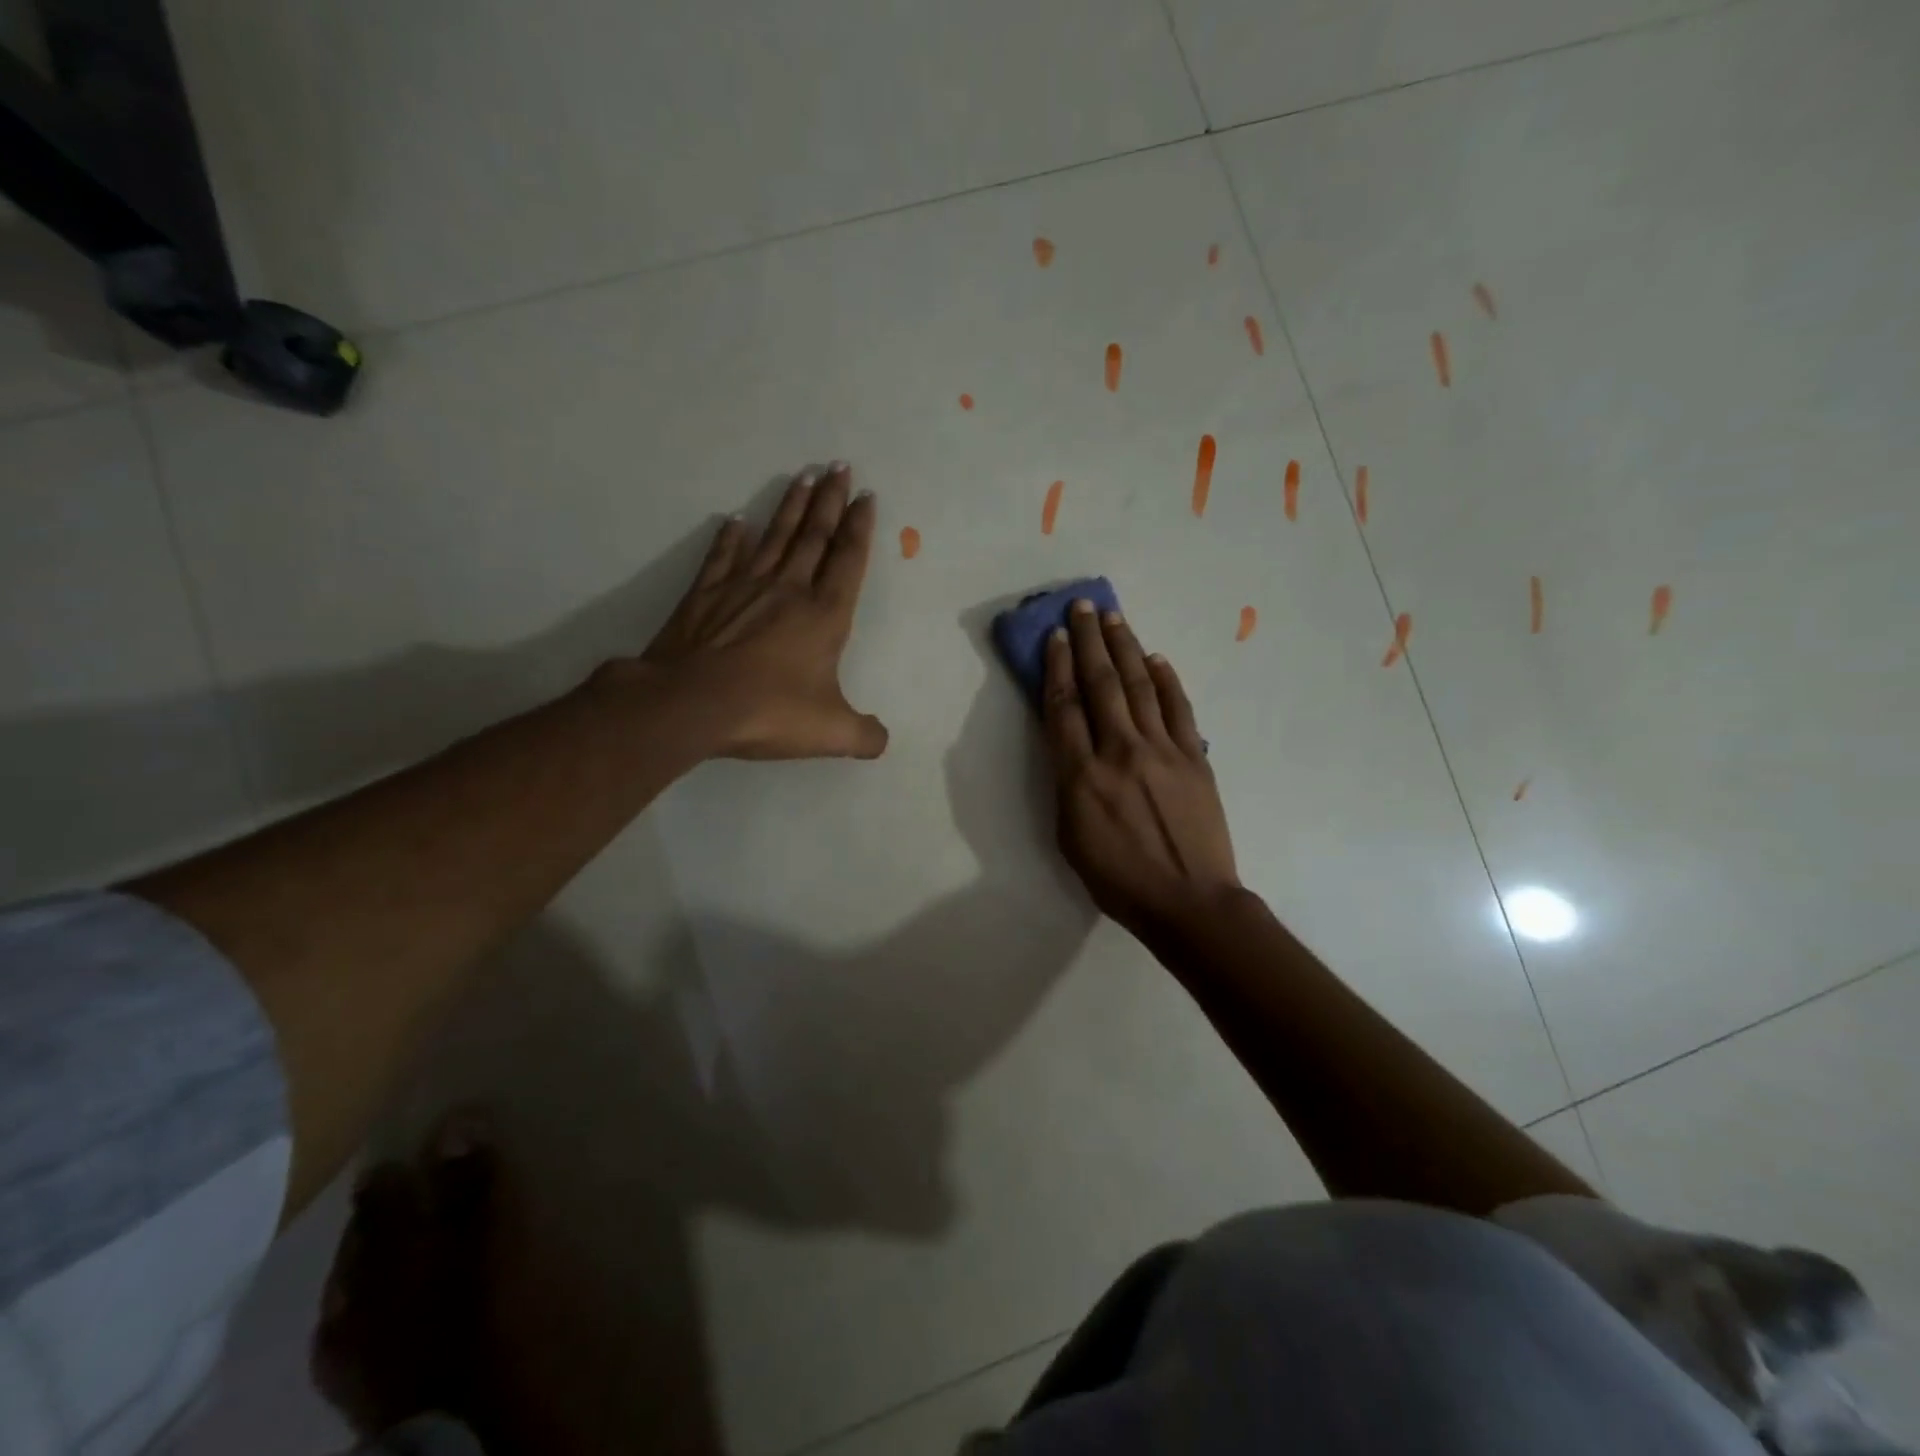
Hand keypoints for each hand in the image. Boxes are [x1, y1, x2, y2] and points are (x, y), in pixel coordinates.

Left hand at [639, 463, 887, 759]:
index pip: (848, 560)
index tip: (867, 496)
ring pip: (774, 537)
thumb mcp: (830, 732)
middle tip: (840, 466)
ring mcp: (744, 588)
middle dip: (831, 501)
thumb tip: (881, 741)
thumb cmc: (768, 711)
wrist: (692, 704)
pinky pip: (723, 558)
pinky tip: (735, 521)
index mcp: (823, 615)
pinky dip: (730, 539)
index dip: (861, 528)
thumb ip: (864, 735)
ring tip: (804, 476)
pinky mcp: (706, 596)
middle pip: (814, 536)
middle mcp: (788, 590)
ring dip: (791, 507)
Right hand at [1042, 600, 1239, 938]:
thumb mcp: (1070, 838)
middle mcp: (1120, 751)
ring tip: (1114, 618)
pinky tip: (1155, 658)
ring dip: (1125, 648)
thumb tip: (1071, 747)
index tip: (1053, 637)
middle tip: (1082, 607)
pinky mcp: (1195, 757)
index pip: (1064, 707)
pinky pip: (1178, 708)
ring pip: (1139, 686)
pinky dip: (1166, 680)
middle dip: (1088, 641)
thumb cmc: (1119, 880)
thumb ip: (1067, 785)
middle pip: (1100, 684)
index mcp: (1082, 776)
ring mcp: (1162, 750)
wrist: (1189, 901)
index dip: (1056, 667)